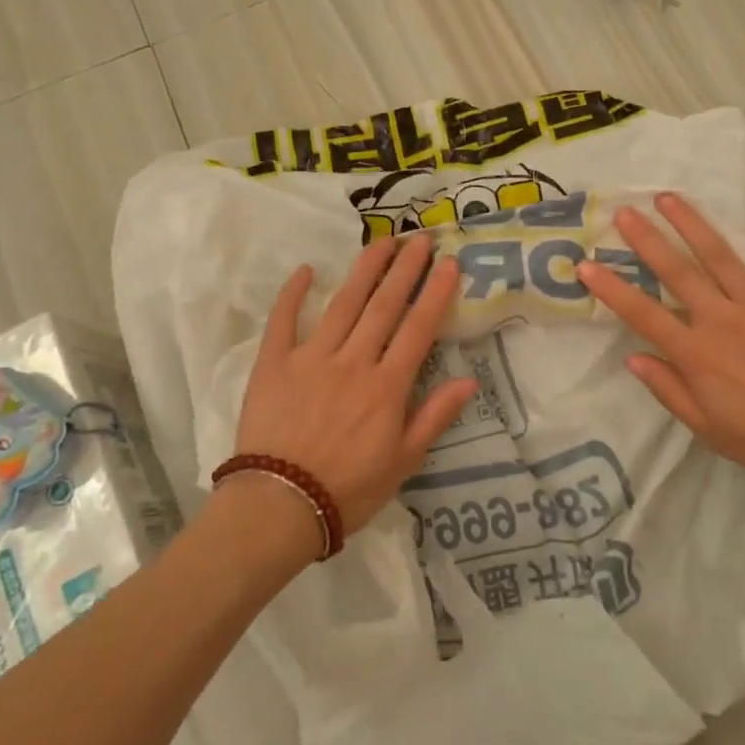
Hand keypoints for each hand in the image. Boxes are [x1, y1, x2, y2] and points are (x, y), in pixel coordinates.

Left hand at [233, 232, 477, 533]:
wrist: (279, 506)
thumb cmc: (349, 489)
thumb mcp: (404, 462)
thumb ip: (434, 416)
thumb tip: (469, 380)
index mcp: (387, 386)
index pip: (418, 329)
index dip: (436, 293)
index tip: (449, 263)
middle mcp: (353, 362)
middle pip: (384, 306)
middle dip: (406, 269)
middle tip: (420, 238)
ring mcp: (311, 358)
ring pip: (344, 304)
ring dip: (365, 270)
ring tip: (382, 242)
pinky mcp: (274, 364)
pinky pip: (283, 320)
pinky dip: (293, 293)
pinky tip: (307, 269)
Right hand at [576, 185, 744, 488]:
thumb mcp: (710, 430)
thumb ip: (669, 391)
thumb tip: (633, 358)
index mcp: (697, 354)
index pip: (643, 314)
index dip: (611, 289)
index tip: (585, 266)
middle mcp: (722, 318)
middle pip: (676, 272)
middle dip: (646, 240)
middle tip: (624, 211)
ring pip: (718, 253)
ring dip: (690, 222)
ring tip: (667, 196)